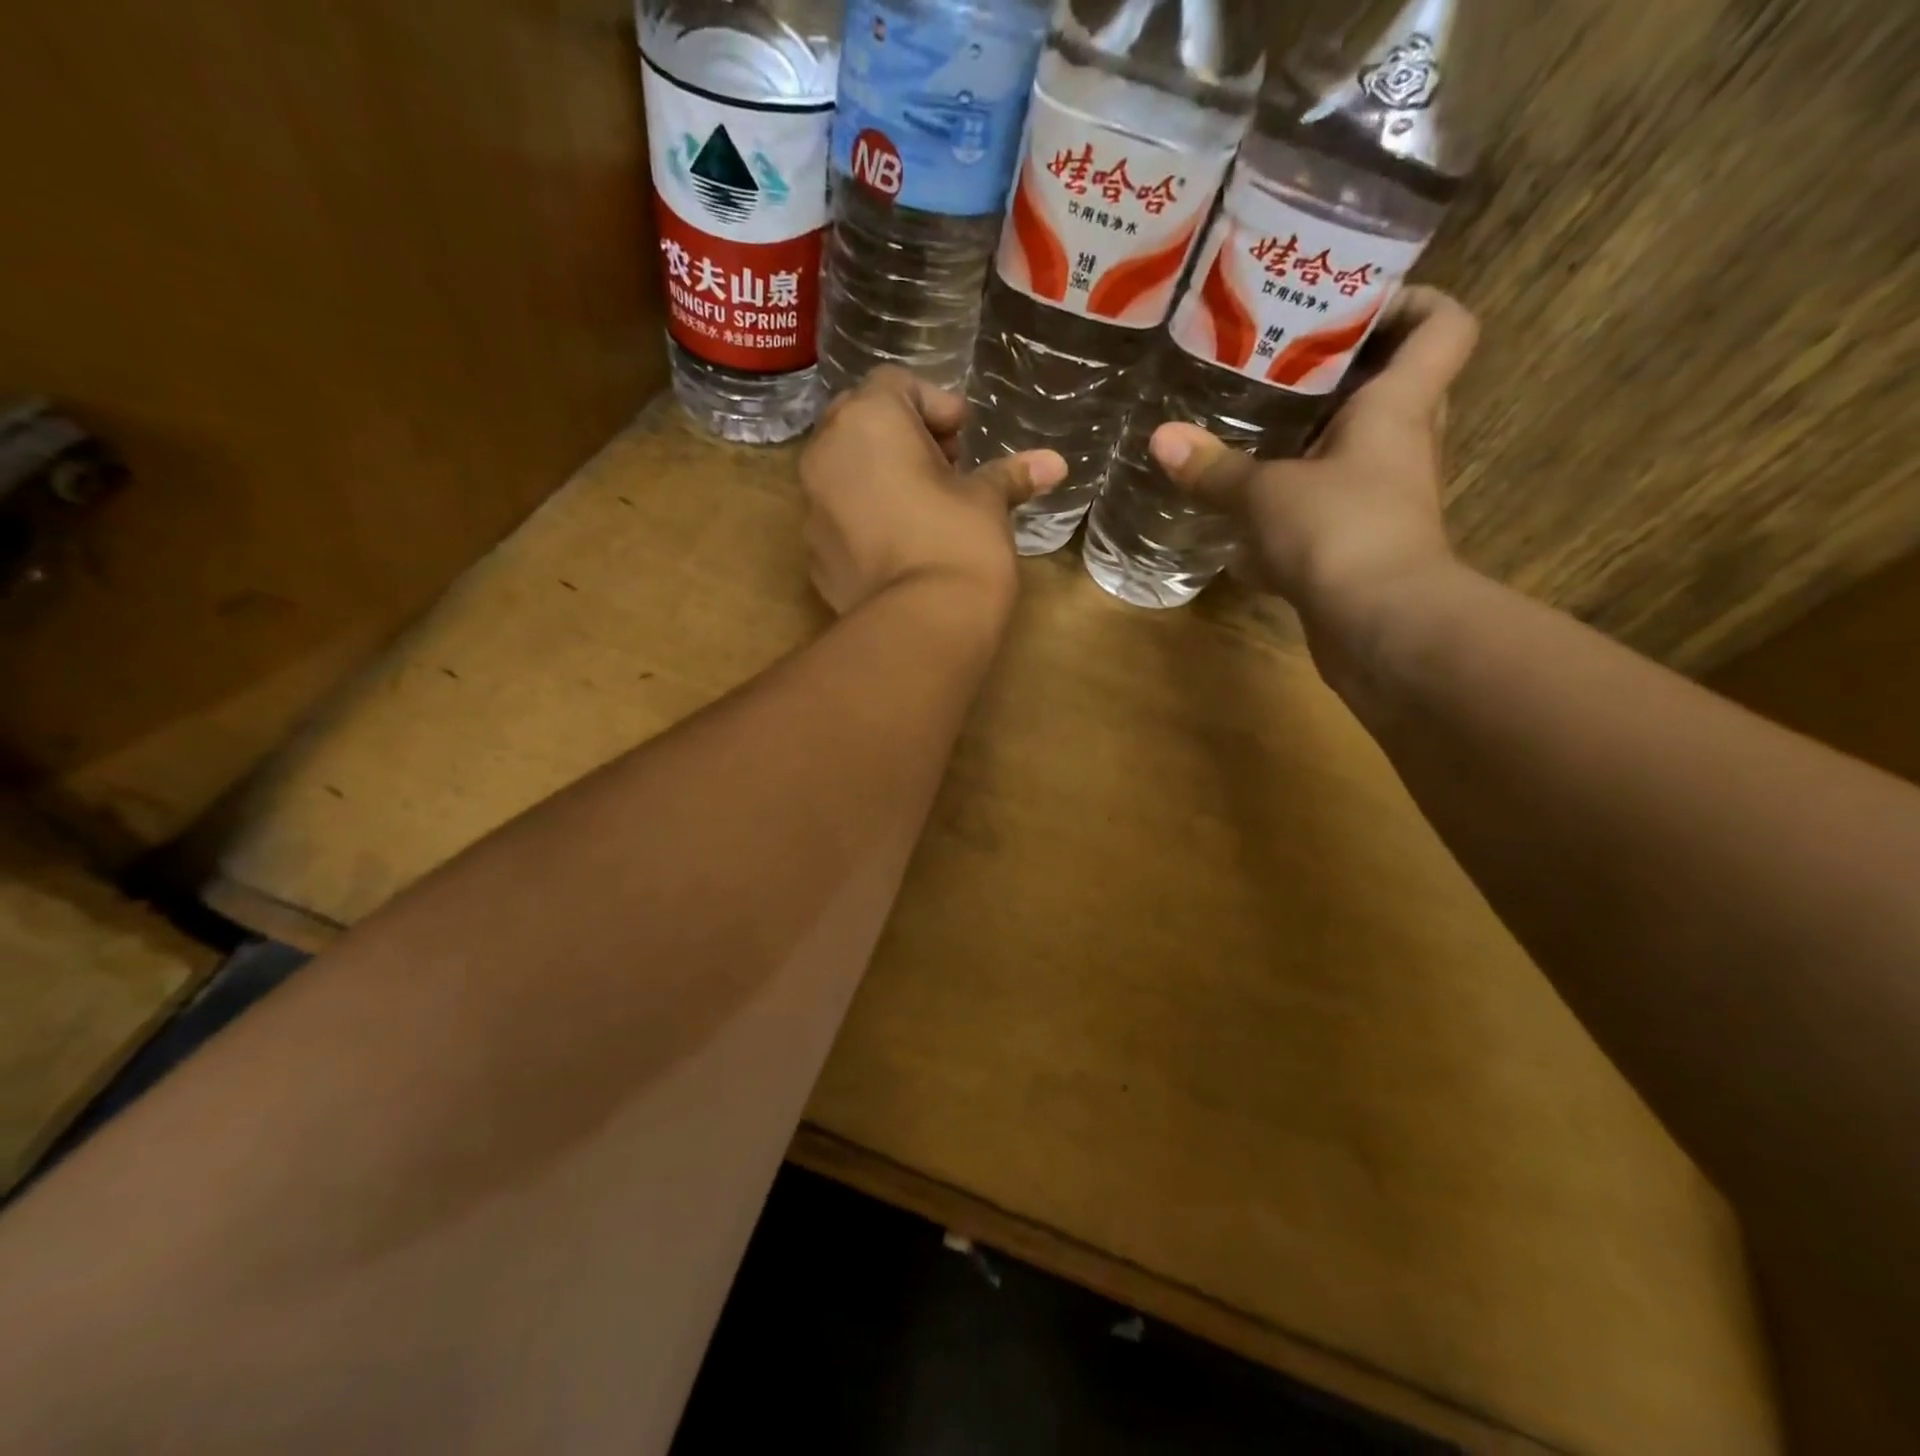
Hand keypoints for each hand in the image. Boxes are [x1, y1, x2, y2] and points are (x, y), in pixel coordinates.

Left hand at [799, 366, 1066, 617]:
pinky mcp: (814, 553)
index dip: (935, 404)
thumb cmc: (959, 542)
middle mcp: (826, 453)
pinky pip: (839, 517)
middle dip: (903, 437)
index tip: (963, 436)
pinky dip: (865, 517)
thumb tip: (1055, 463)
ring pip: (844, 470)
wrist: (921, 626)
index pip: (895, 384)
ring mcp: (812, 506)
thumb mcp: (988, 502)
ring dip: (880, 475)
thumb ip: (1012, 475)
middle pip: (861, 422)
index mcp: (868, 420)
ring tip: (923, 506)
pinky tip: (900, 545)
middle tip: (944, 466)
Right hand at [1148, 287, 1479, 627]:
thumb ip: (1214, 468)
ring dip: (1312, 444)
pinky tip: (1244, 518)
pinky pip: (1329, 511)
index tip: (1353, 303)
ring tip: (1253, 432)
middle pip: (1394, 388)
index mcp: (1398, 408)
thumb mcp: (1264, 493)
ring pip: (1355, 454)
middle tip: (1280, 365)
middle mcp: (1402, 447)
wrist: (1379, 626)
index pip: (1443, 327)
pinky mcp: (1361, 548)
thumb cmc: (1339, 531)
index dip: (1413, 302)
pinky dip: (1292, 510)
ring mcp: (1384, 502)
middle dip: (1344, 373)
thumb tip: (1161, 438)